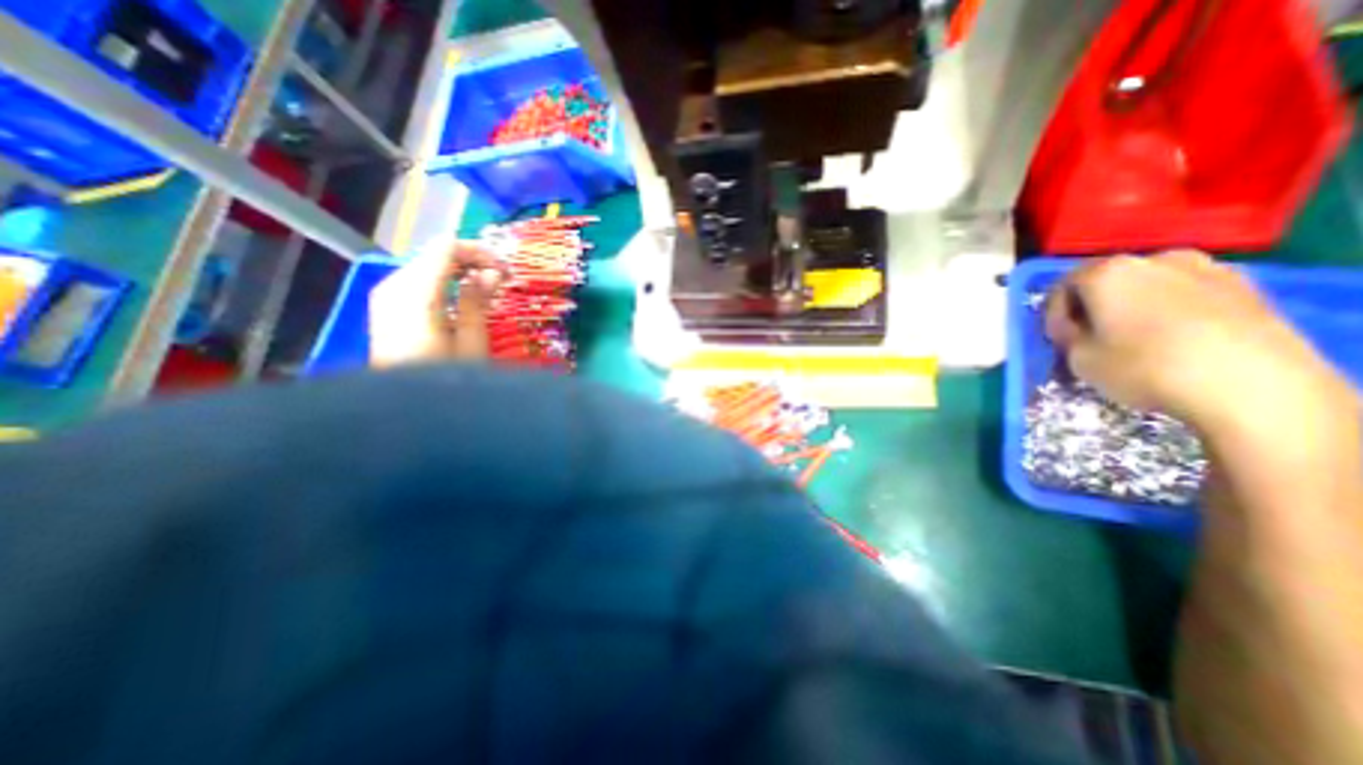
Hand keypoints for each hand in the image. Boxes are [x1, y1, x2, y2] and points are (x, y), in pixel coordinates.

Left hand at [367, 240, 504, 367]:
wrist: (402, 409)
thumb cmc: (443, 378)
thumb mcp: (471, 342)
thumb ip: (478, 301)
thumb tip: (490, 273)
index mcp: (417, 294)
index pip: (447, 248)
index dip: (480, 253)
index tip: (506, 272)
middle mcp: (394, 285)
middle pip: (435, 253)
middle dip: (471, 261)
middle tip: (501, 282)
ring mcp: (386, 296)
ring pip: (427, 265)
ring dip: (459, 272)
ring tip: (487, 290)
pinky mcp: (386, 307)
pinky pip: (418, 281)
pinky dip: (444, 283)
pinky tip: (463, 299)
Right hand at [1045, 252, 1351, 441]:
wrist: (1253, 386)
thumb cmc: (1144, 367)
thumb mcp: (1078, 358)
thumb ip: (1069, 335)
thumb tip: (1076, 327)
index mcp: (1107, 272)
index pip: (1062, 286)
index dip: (1053, 314)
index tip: (1057, 339)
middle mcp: (1155, 258)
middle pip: (1108, 281)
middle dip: (1094, 307)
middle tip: (1090, 337)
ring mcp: (1207, 268)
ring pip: (1150, 286)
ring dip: (1133, 307)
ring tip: (1133, 339)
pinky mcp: (1248, 287)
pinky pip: (1188, 295)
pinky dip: (1171, 312)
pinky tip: (1174, 340)